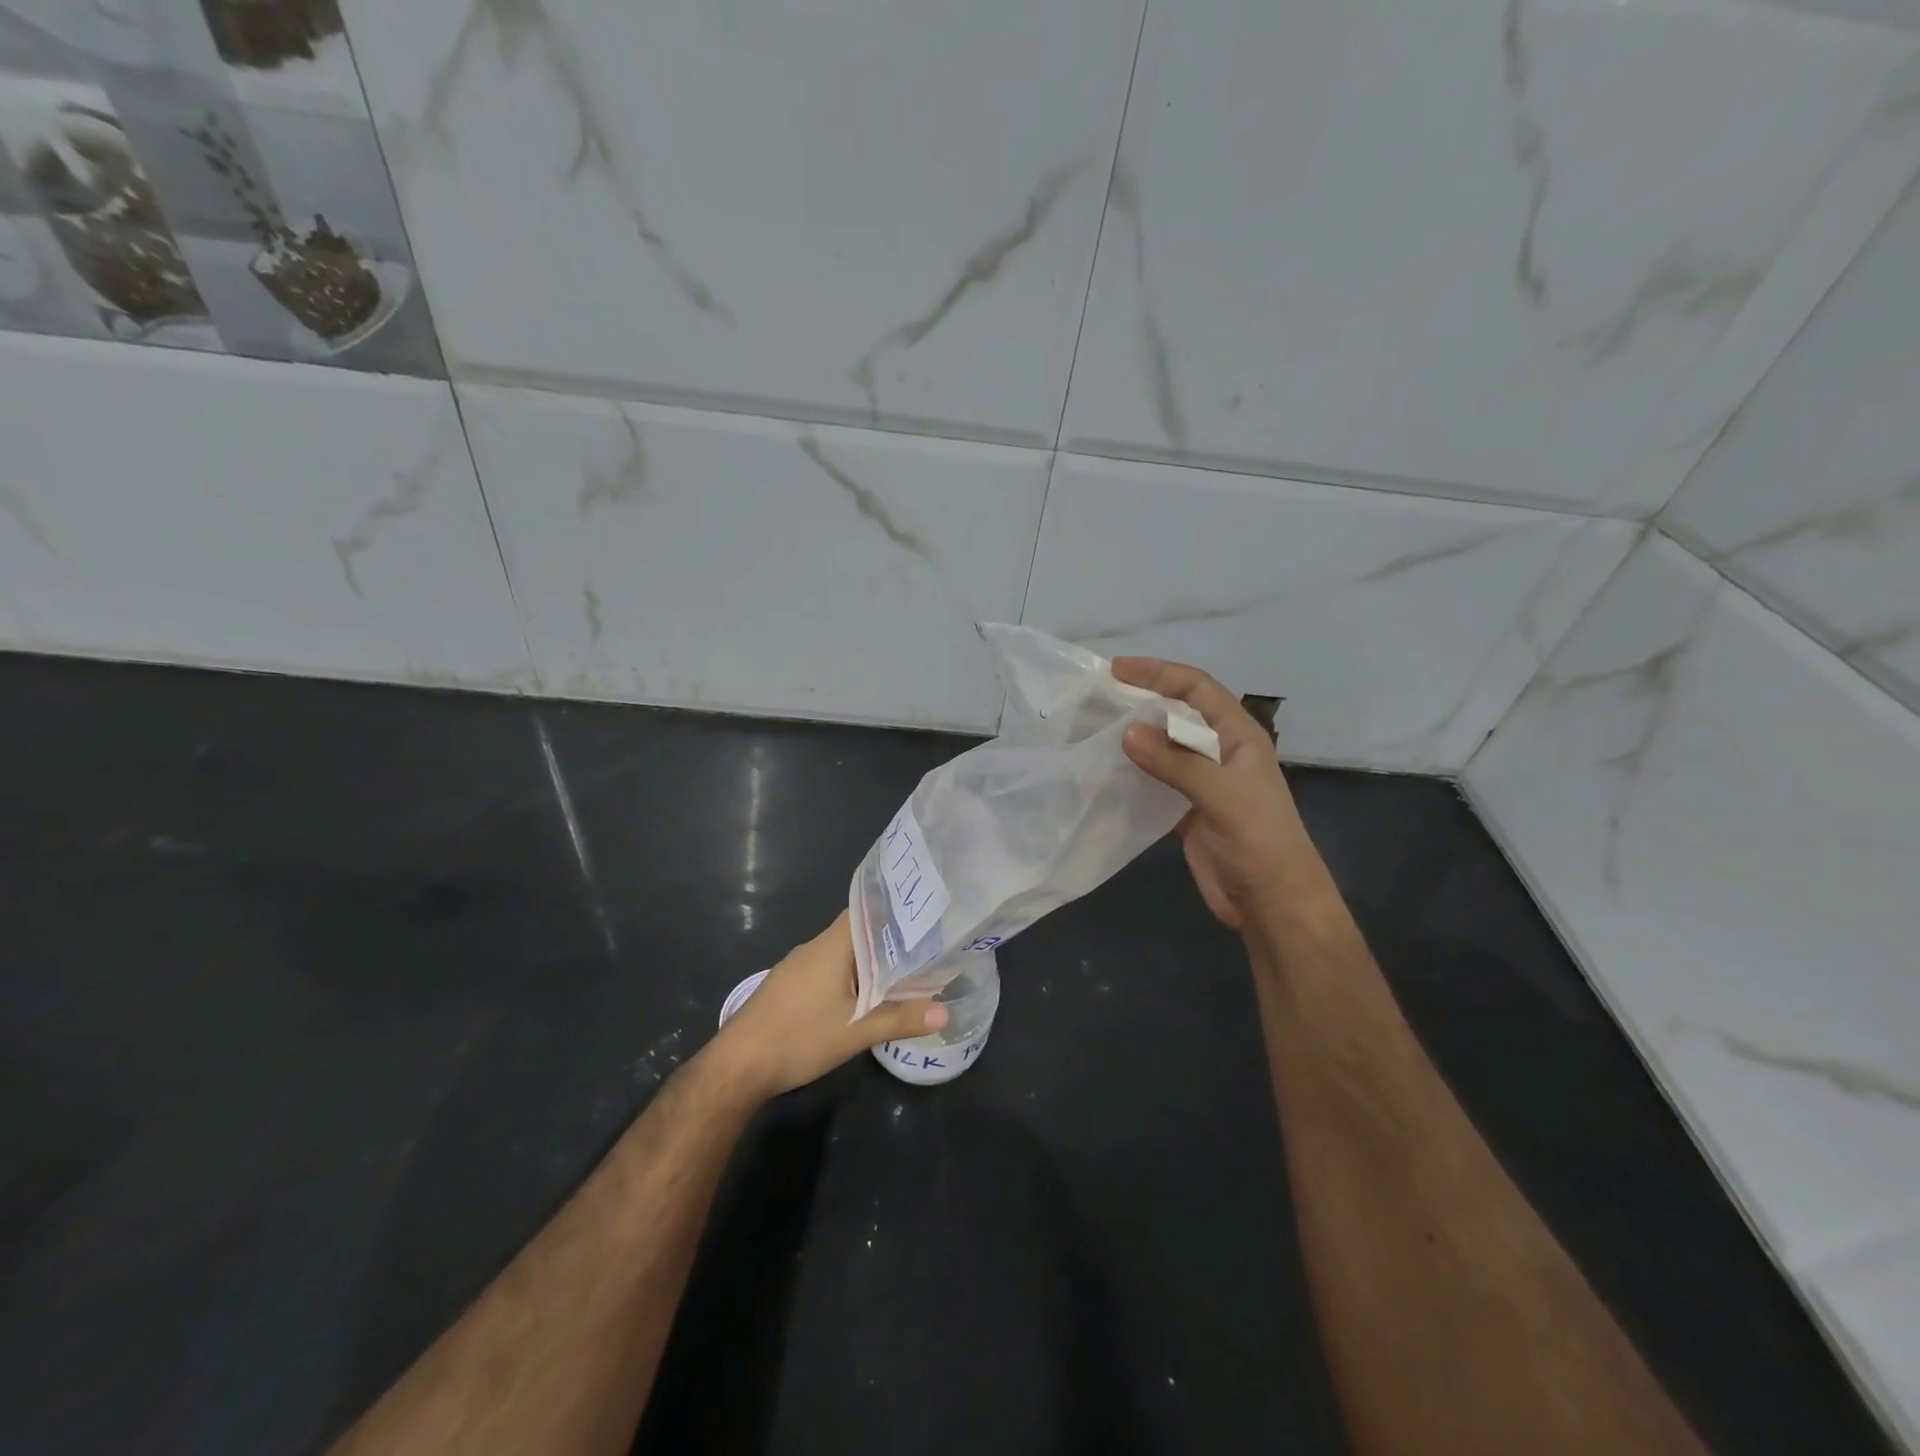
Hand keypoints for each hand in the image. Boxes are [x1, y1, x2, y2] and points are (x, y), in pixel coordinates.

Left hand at [702, 911, 947, 1101]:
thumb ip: (901, 1019)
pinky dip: (847, 979)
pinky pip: (825, 972)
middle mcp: (813, 948)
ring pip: (840, 956)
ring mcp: (796, 968)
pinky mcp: (787, 988)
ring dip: (867, 964)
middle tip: (923, 950)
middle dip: (888, 942)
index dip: (894, 912)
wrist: (738, 1066)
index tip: (922, 918)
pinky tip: (861, 998)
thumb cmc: (799, 1037)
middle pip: (856, 934)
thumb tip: (945, 1013)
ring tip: (901, 974)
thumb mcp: (856, 1031)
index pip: (866, 911)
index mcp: (831, 946)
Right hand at [1115, 657, 1319, 931]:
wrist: (1272, 901)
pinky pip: (1154, 780)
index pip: (1197, 688)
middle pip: (1176, 713)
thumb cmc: (1259, 841)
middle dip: (1140, 701)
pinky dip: (1131, 772)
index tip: (1117, 670)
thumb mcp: (1222, 795)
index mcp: (1238, 736)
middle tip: (1096, 698)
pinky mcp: (1186, 809)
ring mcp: (1202, 781)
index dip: (1159, 673)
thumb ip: (1176, 762)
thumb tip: (1127, 731)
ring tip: (1091, 729)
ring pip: (1162, 747)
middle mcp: (1219, 751)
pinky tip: (1104, 771)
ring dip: (1131, 737)